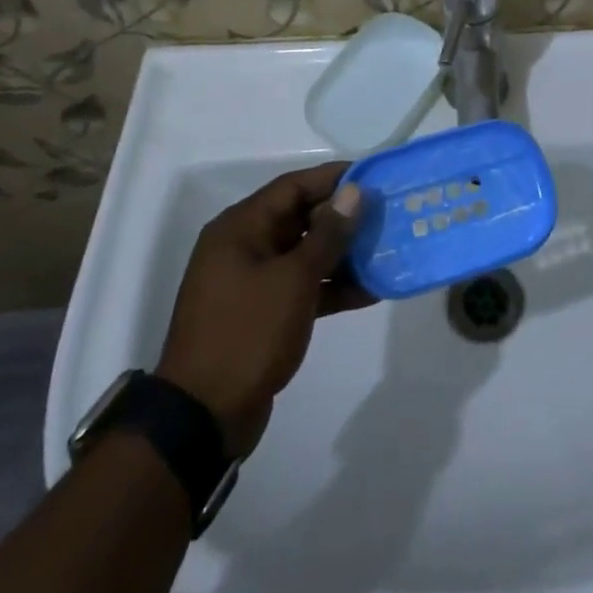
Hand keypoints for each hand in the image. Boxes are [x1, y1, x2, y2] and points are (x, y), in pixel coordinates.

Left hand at [156, 161, 374, 457]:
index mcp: (241, 228)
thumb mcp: (294, 279)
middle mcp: (244, 247)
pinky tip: (371, 291)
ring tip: (387, 251)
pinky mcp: (263, 313)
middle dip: (344, 217)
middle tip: (388, 215)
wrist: (204, 416)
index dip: (334, 178)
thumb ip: (328, 234)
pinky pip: (302, 286)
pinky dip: (331, 286)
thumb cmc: (248, 333)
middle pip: (300, 218)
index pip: (293, 187)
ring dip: (343, 254)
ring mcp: (253, 282)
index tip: (374, 176)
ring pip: (305, 254)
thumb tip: (354, 192)